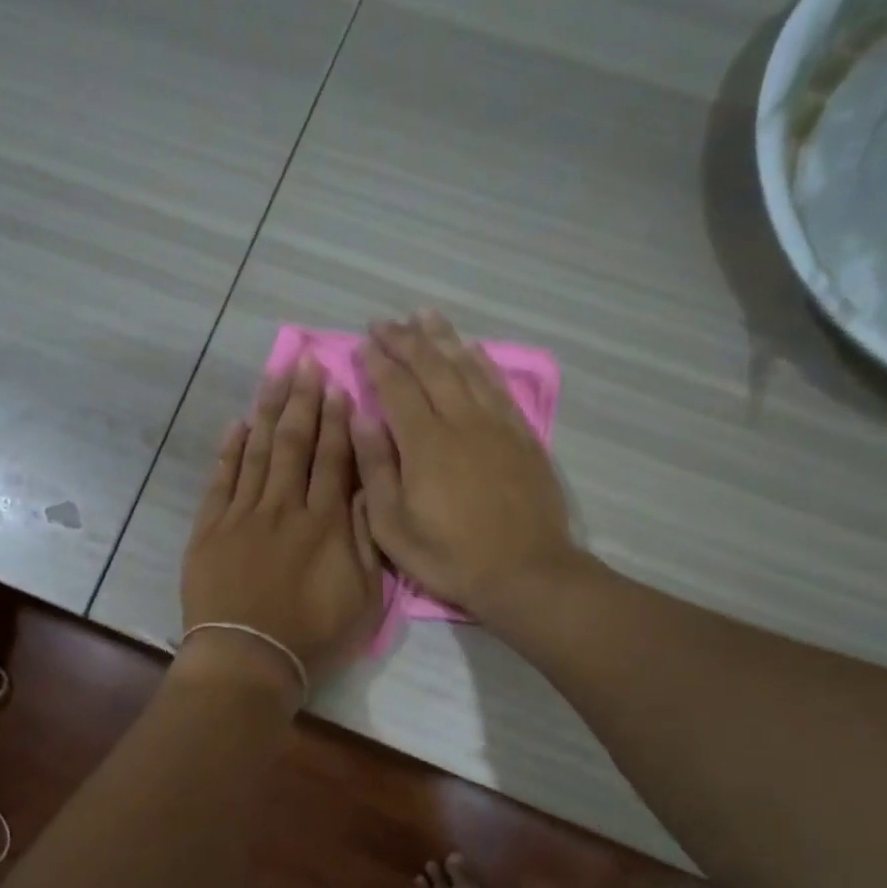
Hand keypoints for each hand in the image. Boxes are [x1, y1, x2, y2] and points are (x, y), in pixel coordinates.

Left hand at [180, 357, 382, 699]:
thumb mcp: (362, 597)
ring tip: (275, 376)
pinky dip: (229, 450)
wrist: (247, 660)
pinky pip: (221, 480)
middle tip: (305, 363)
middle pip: (294, 444)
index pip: (334, 460)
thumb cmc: (312, 637)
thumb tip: (366, 487)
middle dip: (302, 401)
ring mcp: (242, 516)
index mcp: (324, 524)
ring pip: (257, 452)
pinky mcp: (210, 529)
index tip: (338, 387)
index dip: (337, 421)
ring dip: (268, 412)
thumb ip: (364, 538)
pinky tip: (237, 425)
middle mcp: (284, 508)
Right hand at [356, 311, 577, 619]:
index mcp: (425, 443)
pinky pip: (498, 385)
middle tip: (385, 322)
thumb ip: (375, 468)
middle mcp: (461, 421)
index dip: (378, 362)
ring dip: (443, 338)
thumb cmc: (449, 556)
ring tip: (424, 316)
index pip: (397, 387)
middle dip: (405, 340)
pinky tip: (471, 350)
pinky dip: (481, 362)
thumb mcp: (392, 527)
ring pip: (467, 367)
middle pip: (431, 366)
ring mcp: (496, 424)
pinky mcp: (522, 435)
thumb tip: (362, 418)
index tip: (363, 343)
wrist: (524, 572)